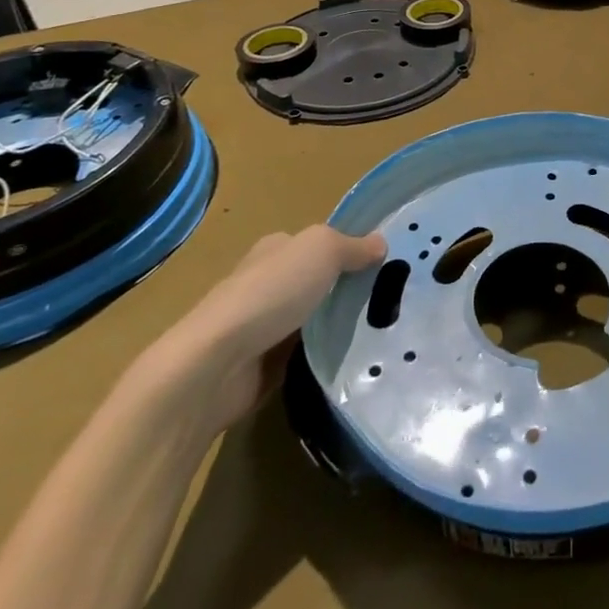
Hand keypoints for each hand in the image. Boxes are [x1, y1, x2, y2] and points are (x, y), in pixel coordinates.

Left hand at [147, 224, 385, 432]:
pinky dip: (325, 355)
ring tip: (382, 332)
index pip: (321, 243)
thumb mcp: (321, 251)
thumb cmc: (270, 294)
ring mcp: (265, 325)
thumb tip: (381, 243)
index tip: (387, 265)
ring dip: (339, 325)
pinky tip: (353, 359)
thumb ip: (353, 247)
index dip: (352, 250)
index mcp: (277, 249)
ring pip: (315, 318)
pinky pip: (306, 354)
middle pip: (320, 281)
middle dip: (350, 290)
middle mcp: (269, 282)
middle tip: (392, 300)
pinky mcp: (265, 364)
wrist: (215, 365)